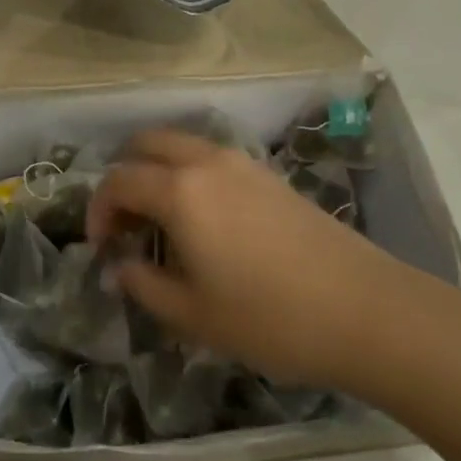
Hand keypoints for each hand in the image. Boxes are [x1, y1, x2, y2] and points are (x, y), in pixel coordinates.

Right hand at [87, 130, 420, 390]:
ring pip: (181, 145)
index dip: (98, 210)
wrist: (363, 308)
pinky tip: (204, 222)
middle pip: (147, 144)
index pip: (119, 180)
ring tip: (163, 224)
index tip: (101, 249)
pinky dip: (189, 174)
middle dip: (125, 176)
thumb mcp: (194, 315)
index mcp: (179, 190)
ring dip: (158, 172)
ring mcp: (240, 162)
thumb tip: (119, 267)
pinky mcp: (267, 173)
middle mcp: (205, 160)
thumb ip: (145, 285)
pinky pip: (210, 157)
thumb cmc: (269, 317)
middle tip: (126, 224)